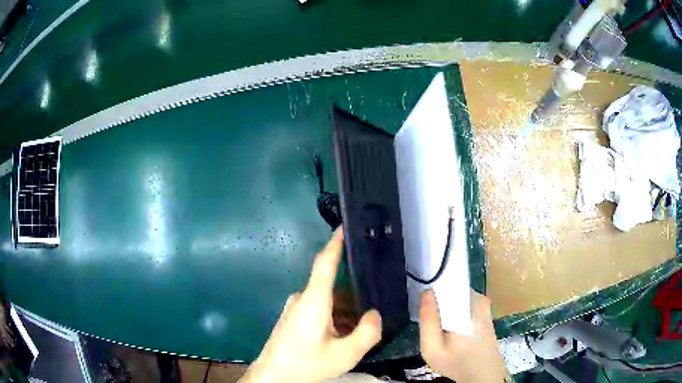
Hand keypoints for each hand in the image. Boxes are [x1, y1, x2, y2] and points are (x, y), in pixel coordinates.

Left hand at [240, 229, 381, 382]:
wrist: (273, 377)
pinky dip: (334, 319)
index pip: (325, 262)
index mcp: (313, 300)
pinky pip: (319, 311)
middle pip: (334, 288)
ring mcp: (295, 309)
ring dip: (345, 313)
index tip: (345, 225)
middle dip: (355, 296)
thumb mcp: (345, 354)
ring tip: (360, 330)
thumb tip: (374, 314)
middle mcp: (302, 299)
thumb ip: (367, 333)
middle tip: (374, 310)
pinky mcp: (293, 319)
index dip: (336, 242)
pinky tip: (342, 338)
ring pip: (328, 302)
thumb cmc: (306, 363)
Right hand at [419, 289, 506, 381]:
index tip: (421, 300)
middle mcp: (479, 298)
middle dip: (438, 300)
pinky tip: (451, 328)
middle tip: (429, 319)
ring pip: (458, 297)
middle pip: (452, 289)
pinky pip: (465, 303)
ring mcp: (484, 304)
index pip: (446, 282)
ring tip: (439, 326)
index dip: (432, 287)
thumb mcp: (433, 348)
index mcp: (468, 304)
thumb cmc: (457, 363)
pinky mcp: (486, 311)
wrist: (483, 375)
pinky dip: (456, 312)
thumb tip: (426, 291)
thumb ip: (428, 320)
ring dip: (447, 307)